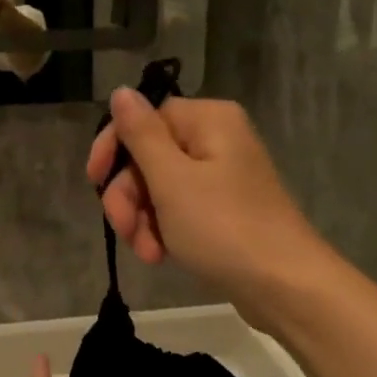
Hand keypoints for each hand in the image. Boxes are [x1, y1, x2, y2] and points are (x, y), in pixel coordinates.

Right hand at [86, 89, 333, 322]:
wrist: (283, 284)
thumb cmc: (223, 227)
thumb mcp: (172, 180)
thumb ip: (141, 135)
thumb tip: (121, 91)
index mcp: (208, 120)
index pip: (145, 118)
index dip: (114, 148)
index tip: (93, 181)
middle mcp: (217, 140)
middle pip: (150, 155)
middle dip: (129, 196)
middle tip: (125, 230)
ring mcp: (222, 178)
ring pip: (160, 188)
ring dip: (143, 220)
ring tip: (148, 253)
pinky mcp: (224, 211)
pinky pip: (180, 210)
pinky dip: (164, 230)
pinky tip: (161, 255)